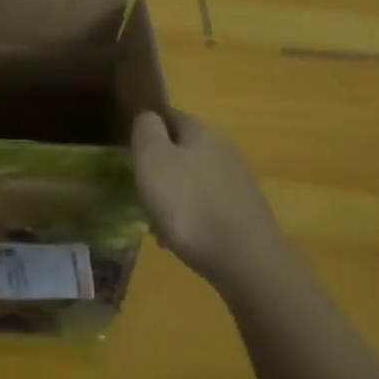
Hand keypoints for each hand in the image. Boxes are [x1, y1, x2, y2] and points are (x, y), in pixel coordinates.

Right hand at [131, 109, 288, 290]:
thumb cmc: (190, 205)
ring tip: (157, 226)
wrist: (248, 263)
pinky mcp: (247, 214)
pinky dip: (193, 219)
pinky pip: (210, 207)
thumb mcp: (153, 159)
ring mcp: (239, 182)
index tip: (130, 153)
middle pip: (183, 150)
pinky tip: (182, 242)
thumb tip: (148, 116)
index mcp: (202, 130)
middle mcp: (224, 149)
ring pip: (195, 181)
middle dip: (161, 169)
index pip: (169, 115)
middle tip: (141, 193)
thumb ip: (146, 129)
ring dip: (175, 197)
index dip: (147, 130)